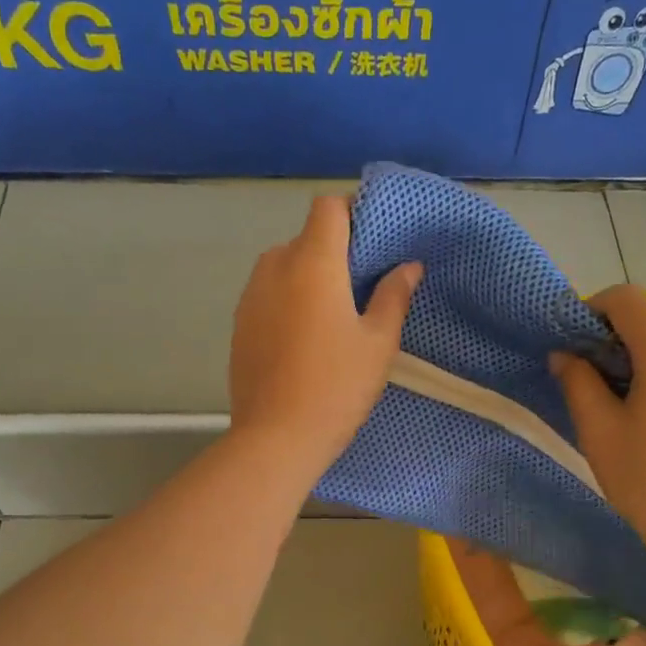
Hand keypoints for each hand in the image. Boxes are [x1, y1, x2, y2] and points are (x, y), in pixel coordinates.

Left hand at [229, 195, 421, 472]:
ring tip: (333, 318)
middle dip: (334, 253)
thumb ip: (393, 296)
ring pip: (284, 267)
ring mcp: (250, 296)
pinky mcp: (238, 324)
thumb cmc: (336, 388)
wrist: (275, 439)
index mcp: (312, 263)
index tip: (374, 245)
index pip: (328, 207)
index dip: (353, 215)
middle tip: (361, 290)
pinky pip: (268, 295)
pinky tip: (304, 340)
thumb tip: (407, 266)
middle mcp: (274, 267)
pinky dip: (288, 301)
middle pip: (306, 238)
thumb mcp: (378, 344)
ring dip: (309, 278)